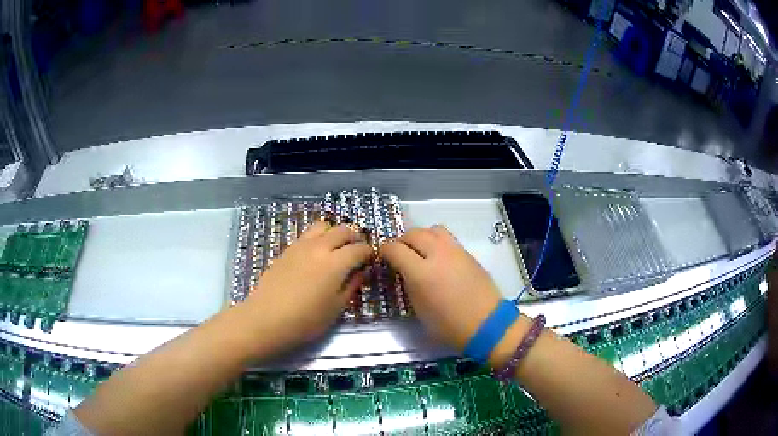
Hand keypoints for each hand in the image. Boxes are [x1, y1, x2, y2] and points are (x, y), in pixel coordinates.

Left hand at [243, 222, 372, 353]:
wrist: (266, 319)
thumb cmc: (305, 320)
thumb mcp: (336, 308)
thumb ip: (352, 285)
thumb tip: (362, 270)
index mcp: (335, 263)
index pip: (360, 248)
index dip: (369, 253)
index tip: (371, 261)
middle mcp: (319, 247)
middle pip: (343, 229)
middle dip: (355, 238)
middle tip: (357, 253)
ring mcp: (300, 245)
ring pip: (323, 225)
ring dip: (334, 233)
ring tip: (336, 249)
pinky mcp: (287, 249)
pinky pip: (307, 234)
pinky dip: (318, 237)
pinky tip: (316, 255)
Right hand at [380, 225, 501, 351]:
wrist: (486, 323)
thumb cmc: (449, 325)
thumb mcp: (419, 309)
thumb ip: (409, 285)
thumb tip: (404, 272)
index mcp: (421, 272)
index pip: (395, 249)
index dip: (384, 251)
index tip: (383, 258)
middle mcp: (437, 254)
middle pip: (413, 233)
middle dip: (402, 241)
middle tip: (400, 255)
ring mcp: (455, 251)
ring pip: (432, 229)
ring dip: (421, 237)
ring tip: (419, 251)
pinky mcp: (468, 253)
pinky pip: (447, 238)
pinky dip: (436, 241)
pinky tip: (438, 258)